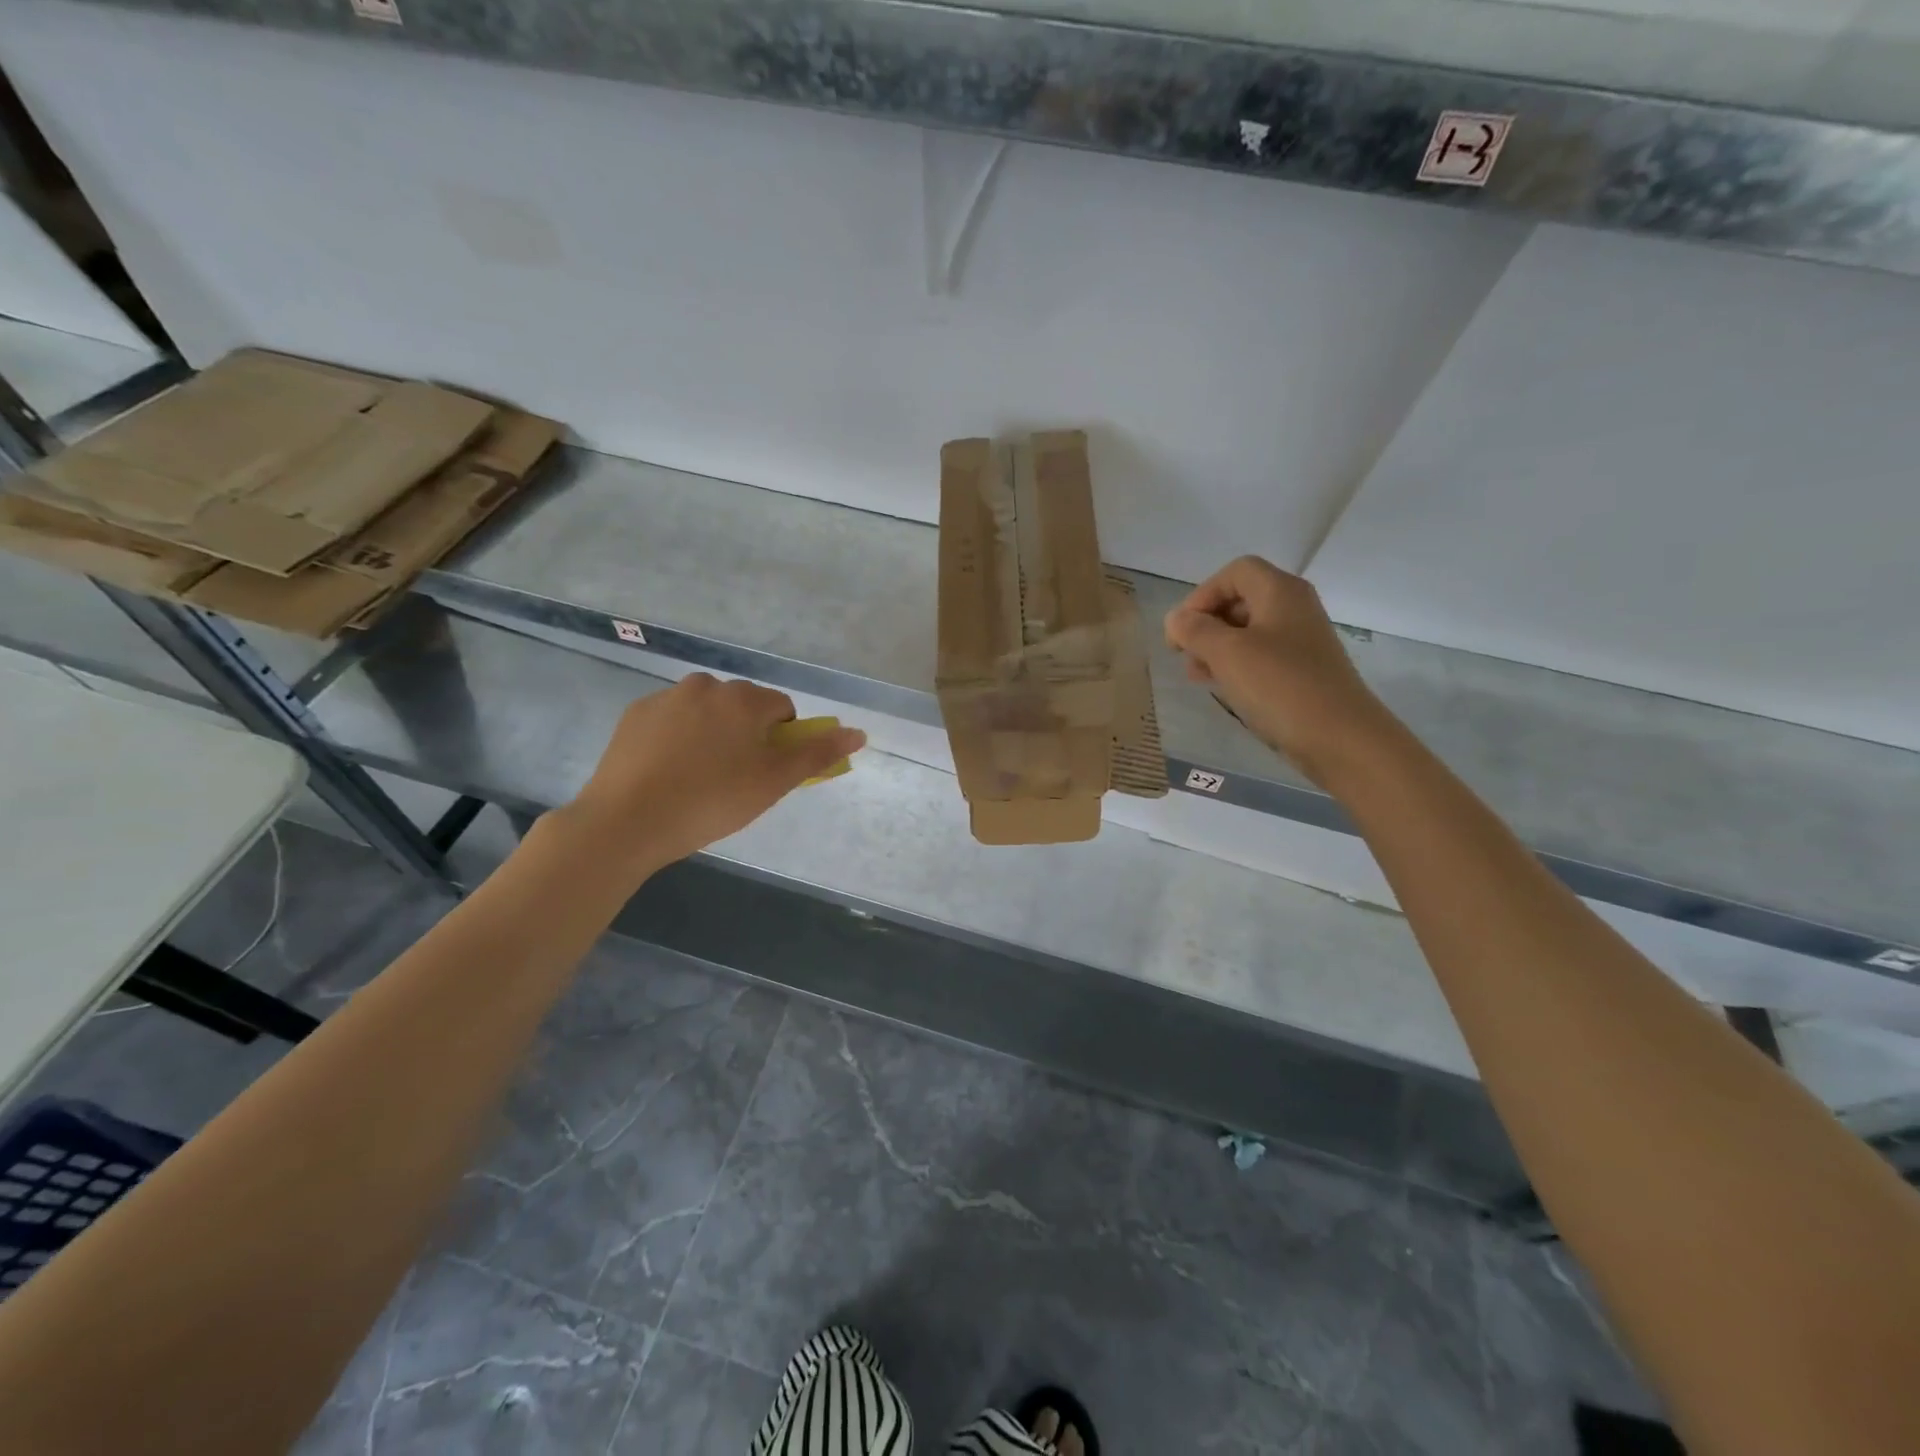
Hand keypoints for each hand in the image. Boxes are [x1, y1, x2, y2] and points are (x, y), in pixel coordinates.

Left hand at [557, 674, 865, 878]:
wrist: (626, 821)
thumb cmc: (711, 801)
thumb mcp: (773, 782)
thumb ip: (817, 755)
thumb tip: (859, 733)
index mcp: (743, 698)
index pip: (782, 709)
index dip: (782, 741)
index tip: (766, 772)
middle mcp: (706, 686)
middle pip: (743, 706)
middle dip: (747, 734)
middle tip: (735, 778)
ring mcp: (665, 698)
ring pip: (706, 711)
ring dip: (712, 733)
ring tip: (699, 778)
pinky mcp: (634, 715)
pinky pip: (672, 720)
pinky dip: (678, 738)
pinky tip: (668, 772)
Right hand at [1164, 556, 1395, 787]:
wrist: (1339, 737)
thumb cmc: (1280, 686)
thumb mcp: (1227, 653)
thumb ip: (1195, 630)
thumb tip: (1175, 619)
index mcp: (1280, 591)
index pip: (1234, 572)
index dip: (1202, 595)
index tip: (1182, 629)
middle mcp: (1294, 608)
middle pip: (1240, 599)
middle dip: (1206, 623)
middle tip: (1183, 654)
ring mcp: (1300, 641)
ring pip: (1247, 631)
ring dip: (1216, 647)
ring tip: (1196, 675)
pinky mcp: (1301, 670)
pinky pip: (1260, 656)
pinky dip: (1236, 665)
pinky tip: (1221, 687)